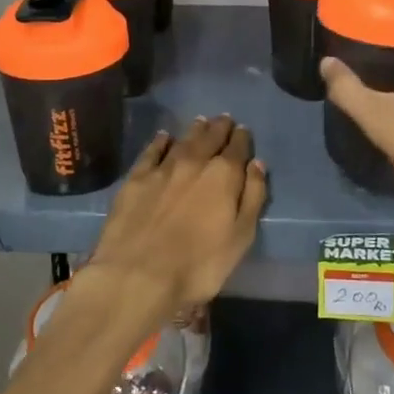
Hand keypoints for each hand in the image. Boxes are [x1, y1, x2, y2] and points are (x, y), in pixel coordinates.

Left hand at [81, 117, 266, 320]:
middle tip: (224, 119)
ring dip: (194, 130)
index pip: (237, 148)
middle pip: (210, 137)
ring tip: (201, 122)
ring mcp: (163, 168)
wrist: (138, 274)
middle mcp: (195, 162)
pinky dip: (160, 141)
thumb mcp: (240, 238)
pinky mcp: (136, 178)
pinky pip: (151, 151)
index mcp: (223, 175)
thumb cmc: (198, 265)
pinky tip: (164, 137)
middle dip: (219, 127)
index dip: (242, 138)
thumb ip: (252, 197)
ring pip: (183, 140)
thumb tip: (257, 164)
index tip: (243, 130)